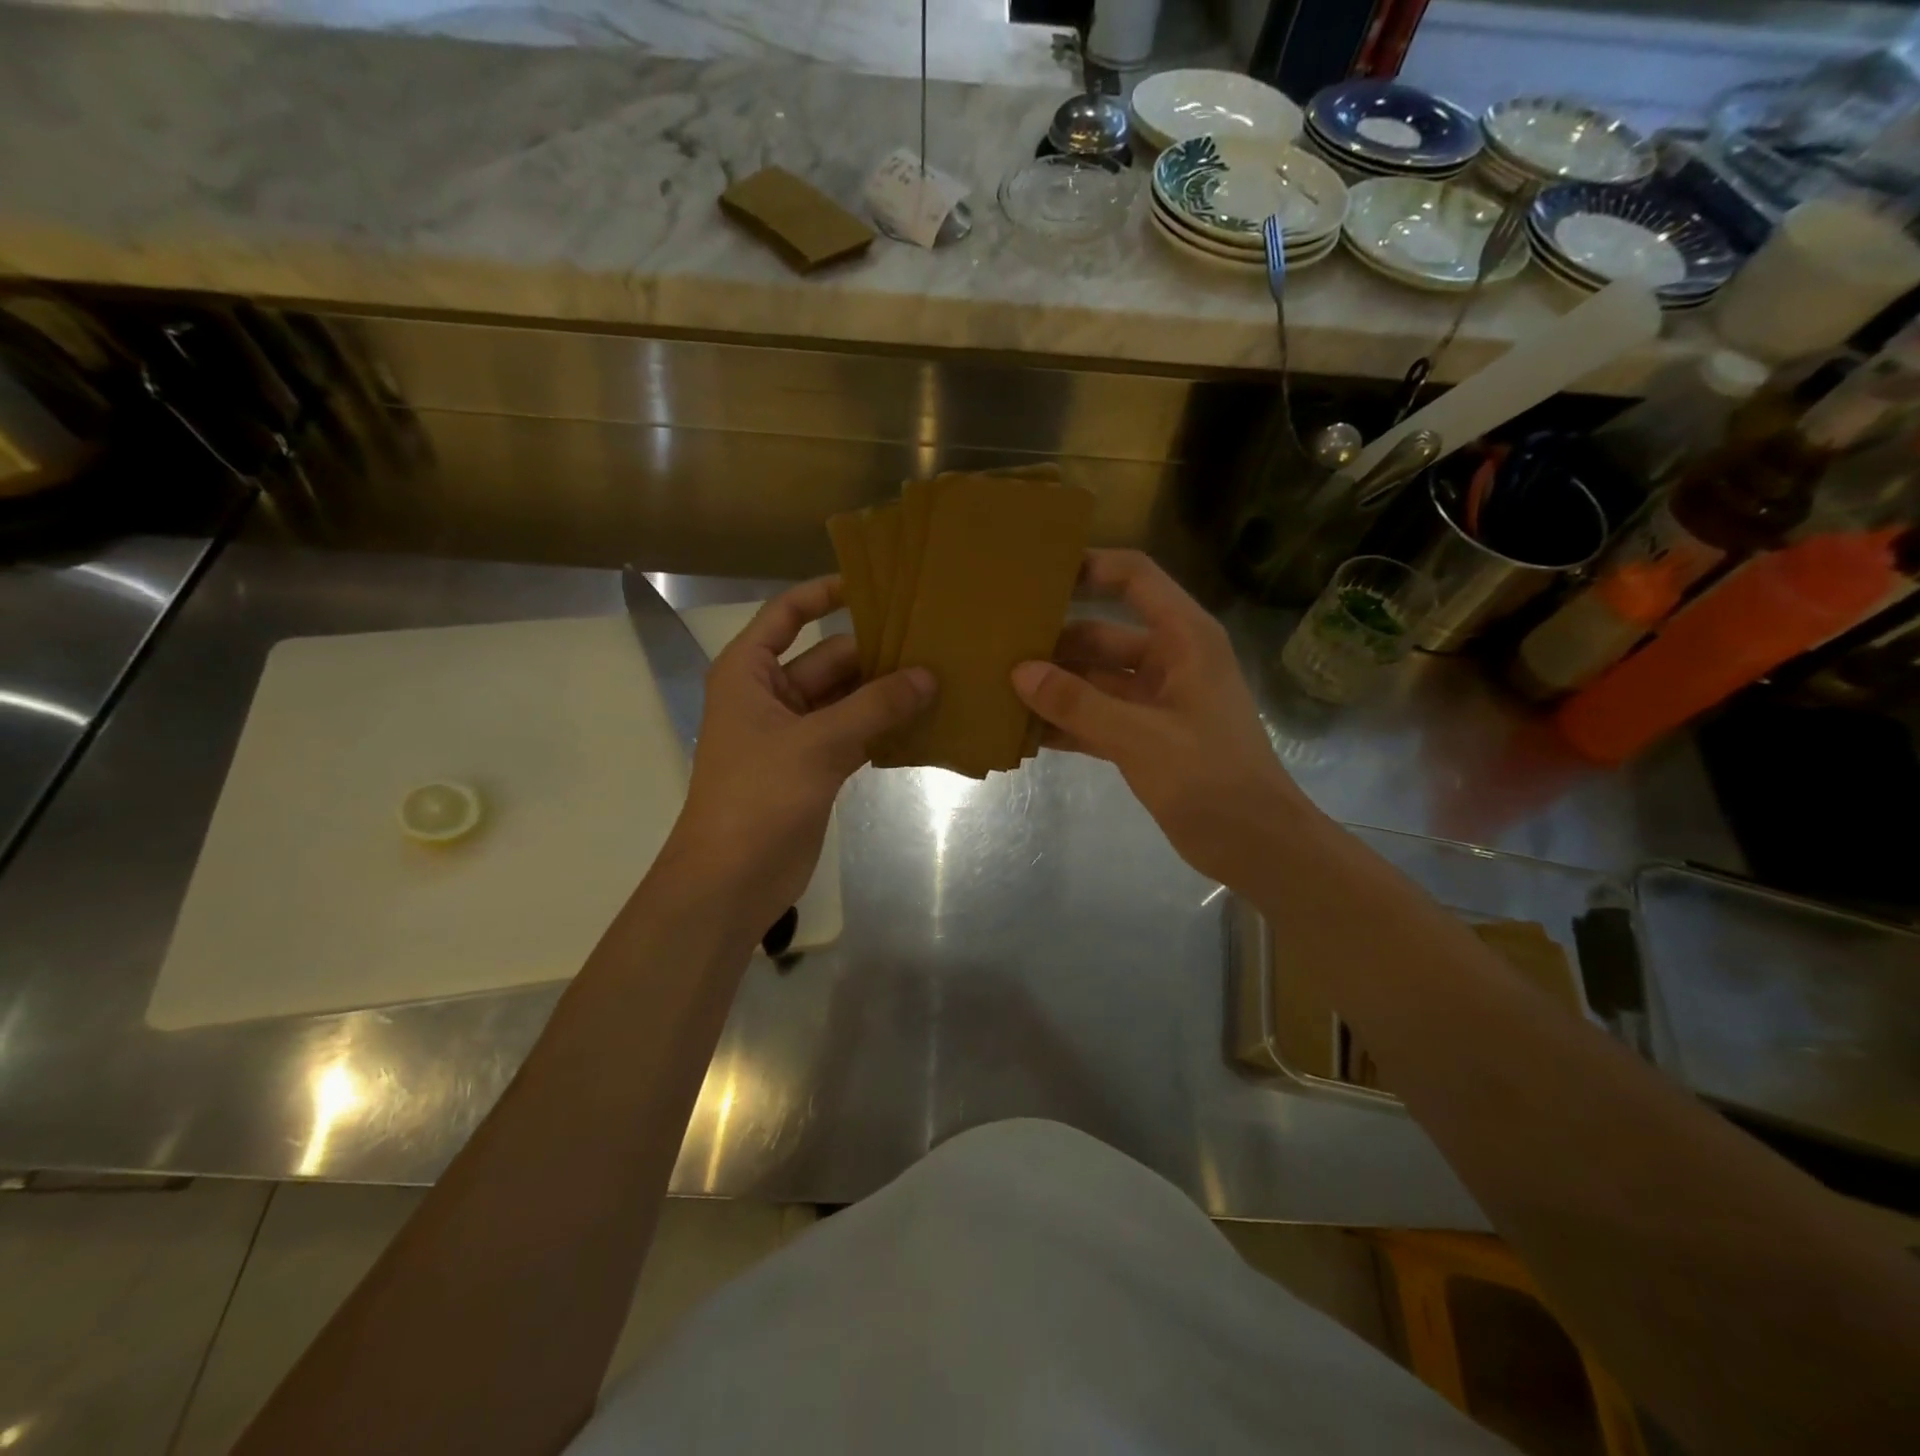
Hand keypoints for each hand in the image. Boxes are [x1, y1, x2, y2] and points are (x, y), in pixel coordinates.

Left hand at [663, 578, 934, 929]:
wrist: (732, 880)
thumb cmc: (758, 797)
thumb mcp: (817, 743)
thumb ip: (875, 707)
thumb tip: (929, 675)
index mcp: (749, 672)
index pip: (787, 614)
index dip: (825, 593)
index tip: (875, 583)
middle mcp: (771, 695)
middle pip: (829, 658)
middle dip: (876, 652)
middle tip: (936, 641)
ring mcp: (795, 733)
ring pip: (847, 699)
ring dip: (886, 693)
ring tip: (942, 676)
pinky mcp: (815, 767)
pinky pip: (855, 733)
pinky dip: (883, 729)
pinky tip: (926, 722)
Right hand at [1011, 549, 1319, 888]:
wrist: (1257, 846)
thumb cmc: (1210, 778)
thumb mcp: (1140, 737)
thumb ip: (1078, 703)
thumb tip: (1020, 672)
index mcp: (1185, 639)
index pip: (1135, 579)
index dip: (1090, 567)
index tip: (1036, 575)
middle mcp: (1170, 660)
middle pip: (1103, 634)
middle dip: (1055, 640)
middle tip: (998, 646)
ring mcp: (1157, 701)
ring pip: (1096, 680)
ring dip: (1056, 686)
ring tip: (999, 686)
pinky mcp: (1147, 738)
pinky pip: (1098, 718)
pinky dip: (1069, 723)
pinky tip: (1025, 730)